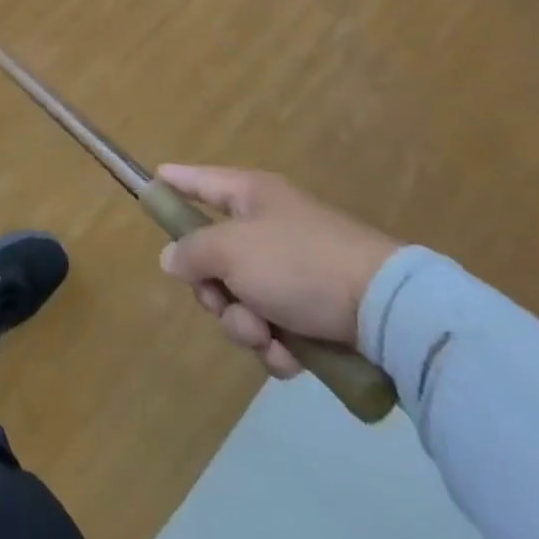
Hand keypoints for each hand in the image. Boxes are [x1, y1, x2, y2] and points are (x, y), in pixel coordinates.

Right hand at [156, 165, 400, 379]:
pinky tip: (289, 358)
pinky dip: (276, 346)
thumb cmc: (298, 262)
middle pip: (213, 255)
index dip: (173, 182)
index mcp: (249, 196)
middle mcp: (268, 227)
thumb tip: (172, 259)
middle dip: (213, 290)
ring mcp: (293, 270)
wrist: (388, 310)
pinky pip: (274, 327)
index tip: (151, 182)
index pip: (199, 180)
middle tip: (222, 302)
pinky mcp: (316, 311)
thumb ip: (191, 252)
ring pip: (241, 298)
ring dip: (244, 324)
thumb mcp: (231, 250)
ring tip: (265, 336)